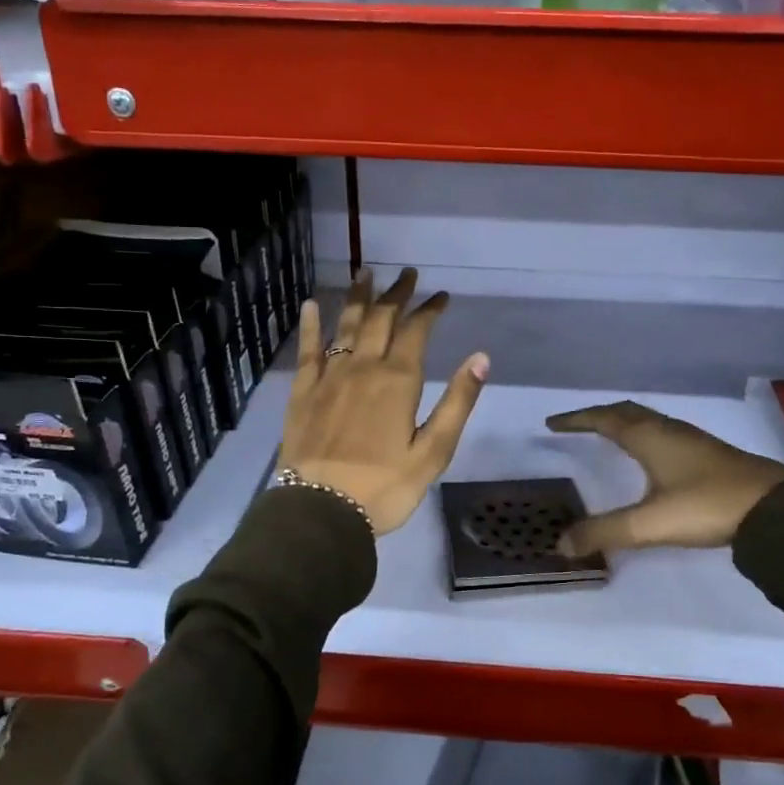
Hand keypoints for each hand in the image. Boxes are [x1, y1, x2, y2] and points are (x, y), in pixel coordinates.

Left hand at [280, 269, 488, 535]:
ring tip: (366, 273)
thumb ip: (457, 402)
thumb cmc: (385, 487)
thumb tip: (480, 358)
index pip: (417, 331)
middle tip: (407, 274)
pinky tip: (314, 305)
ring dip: (359, 298)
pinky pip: (308, 349)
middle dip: (397, 294)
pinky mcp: (303, 392)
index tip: (441, 295)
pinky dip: (312, 325)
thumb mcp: (433, 451)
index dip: (430, 309)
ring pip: (346, 325)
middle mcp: (363, 368)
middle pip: (381, 319)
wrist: (321, 511)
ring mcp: (329, 377)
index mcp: (398, 381)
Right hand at [544, 401, 783, 553]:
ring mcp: (691, 440)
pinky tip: (652, 456)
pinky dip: (644, 435)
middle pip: (626, 412)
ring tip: (608, 435)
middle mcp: (668, 430)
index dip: (576, 420)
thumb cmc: (707, 505)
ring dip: (623, 423)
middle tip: (577, 424)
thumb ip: (605, 532)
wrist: (775, 507)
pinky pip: (664, 432)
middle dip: (598, 415)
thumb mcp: (650, 523)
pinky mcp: (708, 454)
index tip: (552, 423)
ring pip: (648, 421)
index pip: (604, 419)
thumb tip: (561, 543)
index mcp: (649, 437)